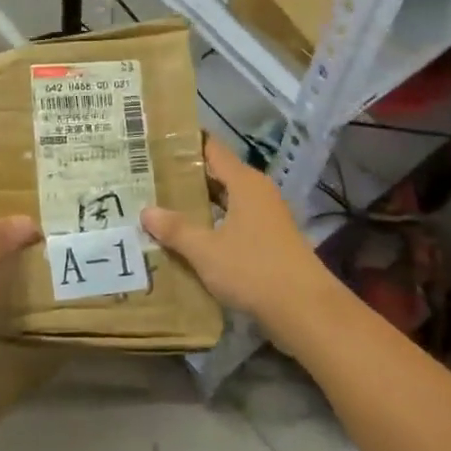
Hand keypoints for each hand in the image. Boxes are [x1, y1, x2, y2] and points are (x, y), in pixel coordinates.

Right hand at [142, 136, 337, 335]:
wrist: (304, 309)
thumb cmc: (253, 269)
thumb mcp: (206, 250)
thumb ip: (176, 229)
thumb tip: (146, 211)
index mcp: (244, 182)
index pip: (212, 149)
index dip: (186, 143)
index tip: (157, 141)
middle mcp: (258, 192)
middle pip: (218, 174)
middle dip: (186, 176)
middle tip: (149, 176)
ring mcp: (266, 216)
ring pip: (226, 200)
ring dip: (199, 203)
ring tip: (162, 205)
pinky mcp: (269, 240)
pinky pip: (234, 221)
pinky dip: (213, 223)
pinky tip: (191, 236)